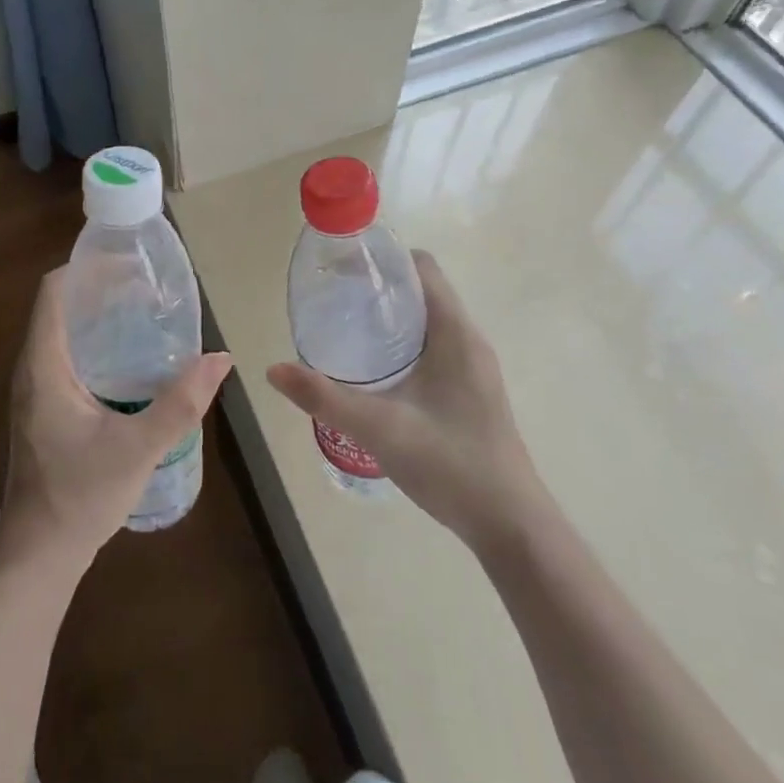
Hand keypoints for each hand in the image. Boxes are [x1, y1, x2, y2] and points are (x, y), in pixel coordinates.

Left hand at [0, 268, 231, 574]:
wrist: (40, 553)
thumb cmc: (80, 496)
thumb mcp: (138, 448)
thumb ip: (181, 403)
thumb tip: (221, 358)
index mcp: (44, 366)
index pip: (53, 292)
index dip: (86, 268)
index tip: (127, 263)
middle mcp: (32, 369)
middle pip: (60, 307)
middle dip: (100, 290)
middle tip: (148, 287)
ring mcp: (35, 391)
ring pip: (63, 334)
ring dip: (98, 318)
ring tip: (144, 313)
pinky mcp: (44, 409)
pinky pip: (66, 358)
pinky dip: (95, 345)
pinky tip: (130, 361)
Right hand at [267, 250, 545, 552]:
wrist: (510, 524)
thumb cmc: (450, 464)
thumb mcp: (378, 428)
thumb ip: (324, 397)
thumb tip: (273, 370)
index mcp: (456, 334)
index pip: (422, 268)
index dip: (383, 258)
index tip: (342, 268)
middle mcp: (469, 341)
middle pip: (422, 291)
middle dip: (378, 287)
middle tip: (332, 299)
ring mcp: (473, 367)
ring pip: (428, 321)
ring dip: (389, 316)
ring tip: (344, 328)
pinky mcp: (470, 390)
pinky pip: (434, 346)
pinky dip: (402, 342)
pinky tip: (373, 370)